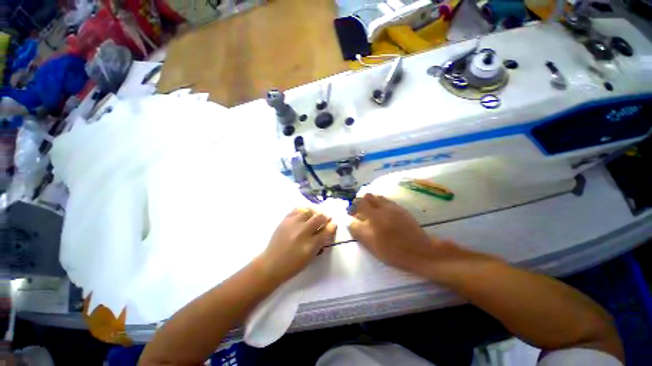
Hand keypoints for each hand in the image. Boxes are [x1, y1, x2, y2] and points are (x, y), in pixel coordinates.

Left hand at [259, 208, 336, 281]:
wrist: (272, 264)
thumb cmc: (293, 264)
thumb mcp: (311, 256)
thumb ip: (321, 242)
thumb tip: (329, 228)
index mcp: (310, 244)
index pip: (326, 231)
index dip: (331, 226)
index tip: (333, 223)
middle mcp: (302, 231)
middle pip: (318, 218)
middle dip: (324, 217)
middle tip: (325, 219)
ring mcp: (292, 224)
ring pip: (308, 211)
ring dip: (314, 212)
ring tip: (314, 216)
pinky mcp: (285, 220)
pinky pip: (297, 210)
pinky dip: (303, 210)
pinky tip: (304, 214)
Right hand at [348, 194, 454, 275]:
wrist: (420, 251)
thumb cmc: (394, 251)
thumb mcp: (372, 245)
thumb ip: (358, 231)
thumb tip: (349, 222)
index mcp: (374, 217)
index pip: (358, 204)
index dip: (352, 207)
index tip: (351, 214)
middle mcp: (382, 208)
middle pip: (367, 197)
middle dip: (360, 202)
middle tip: (360, 211)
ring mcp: (392, 207)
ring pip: (376, 197)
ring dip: (370, 201)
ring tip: (370, 210)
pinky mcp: (400, 208)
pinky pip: (385, 200)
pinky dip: (379, 203)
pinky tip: (381, 212)